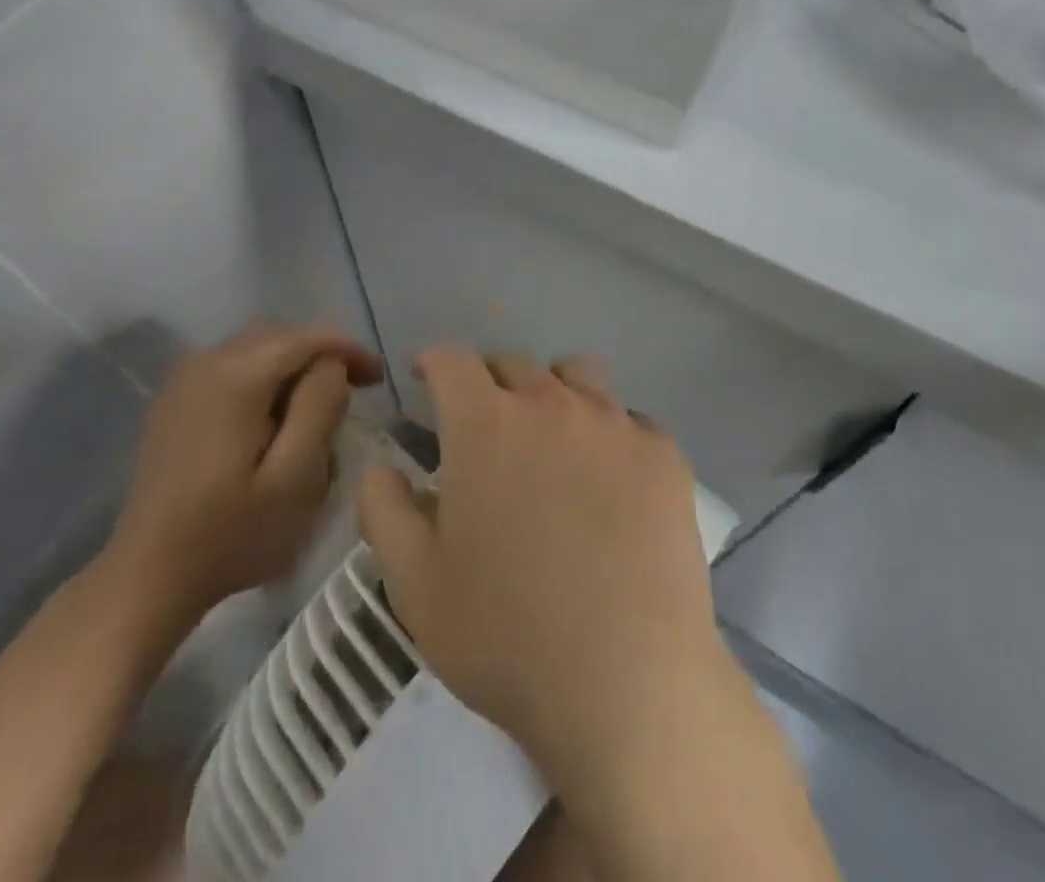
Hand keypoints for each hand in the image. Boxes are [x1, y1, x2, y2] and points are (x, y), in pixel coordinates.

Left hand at [104, 324, 382, 616]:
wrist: (147, 577)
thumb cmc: (230, 534)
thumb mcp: (295, 478)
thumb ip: (321, 408)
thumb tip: (331, 366)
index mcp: (236, 375)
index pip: (306, 338)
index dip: (348, 349)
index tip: (378, 378)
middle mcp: (206, 361)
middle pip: (280, 336)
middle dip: (322, 354)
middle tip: (357, 387)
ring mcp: (184, 380)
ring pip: (256, 349)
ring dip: (294, 365)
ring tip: (321, 402)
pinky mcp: (174, 401)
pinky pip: (232, 367)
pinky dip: (265, 377)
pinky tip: (276, 414)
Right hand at [358, 348, 731, 788]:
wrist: (628, 685)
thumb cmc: (505, 634)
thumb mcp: (413, 582)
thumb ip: (383, 509)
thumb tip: (381, 467)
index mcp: (485, 423)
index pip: (452, 359)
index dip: (434, 363)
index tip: (427, 380)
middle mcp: (550, 403)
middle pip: (512, 364)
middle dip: (488, 383)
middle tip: (484, 428)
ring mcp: (614, 424)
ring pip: (575, 376)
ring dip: (551, 393)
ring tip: (550, 440)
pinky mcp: (663, 454)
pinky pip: (627, 419)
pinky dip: (606, 433)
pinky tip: (610, 483)